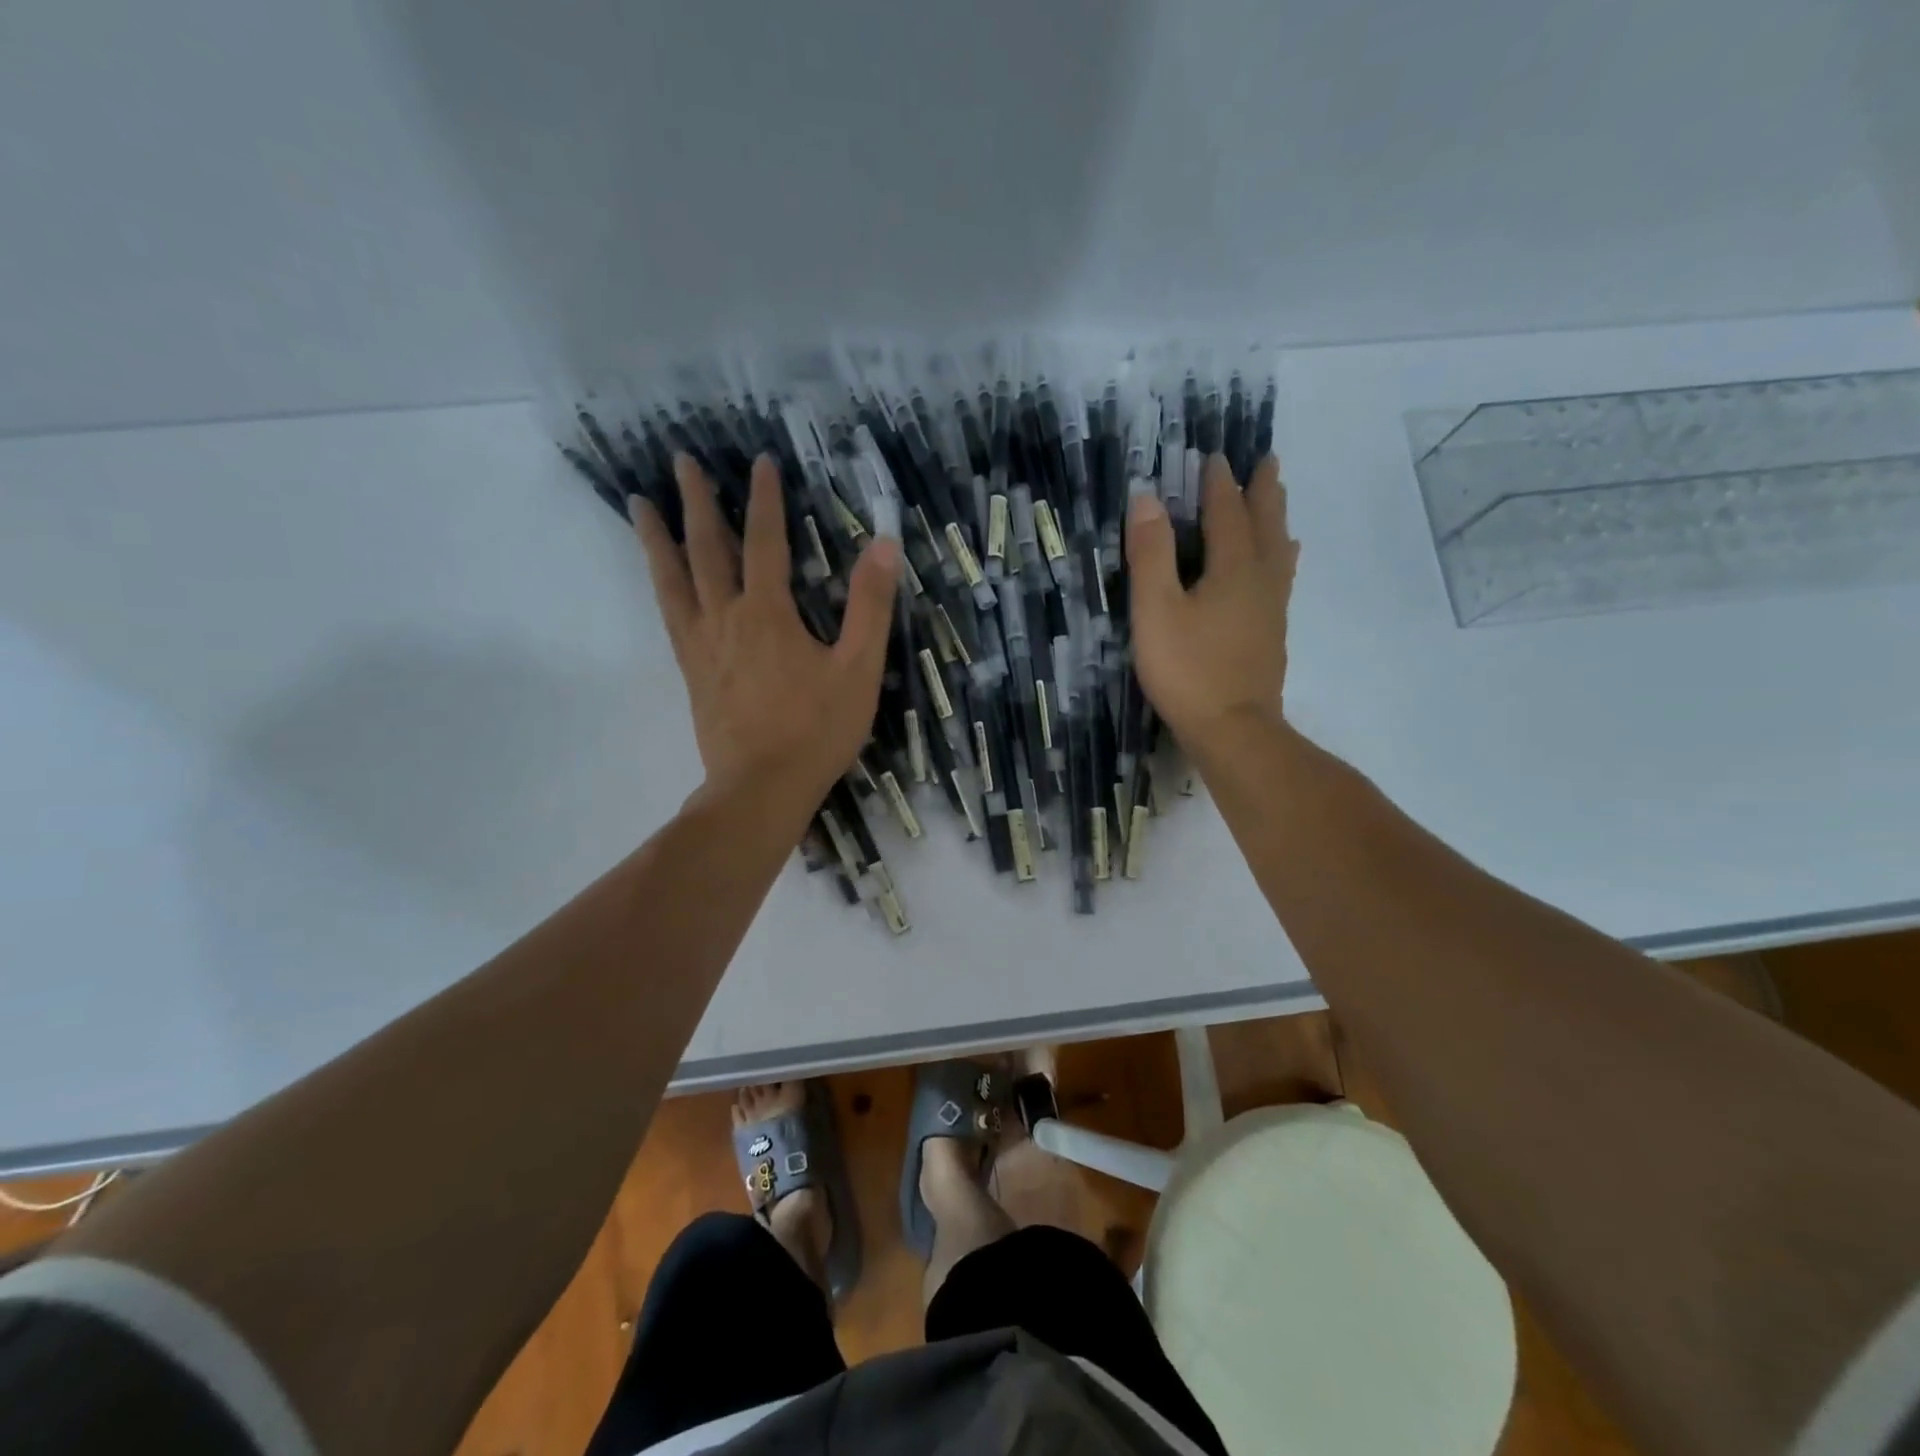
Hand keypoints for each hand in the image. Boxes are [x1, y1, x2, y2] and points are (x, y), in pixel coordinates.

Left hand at [633, 453, 900, 805]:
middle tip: (680, 460)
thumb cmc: (816, 731)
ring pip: (674, 580)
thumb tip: (883, 544)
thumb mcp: (859, 669)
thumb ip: (870, 606)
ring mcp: (702, 646)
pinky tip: (660, 581)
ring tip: (639, 504)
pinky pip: (670, 616)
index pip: (765, 541)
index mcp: (768, 613)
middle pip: (707, 549)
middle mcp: (726, 618)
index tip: (761, 461)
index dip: (765, 499)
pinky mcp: (692, 672)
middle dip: (697, 501)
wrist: (760, 789)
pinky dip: (662, 587)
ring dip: (659, 538)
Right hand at [1126, 453, 1297, 751]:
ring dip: (1276, 520)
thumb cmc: (1188, 669)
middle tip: (1267, 461)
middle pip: (1265, 524)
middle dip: (1263, 491)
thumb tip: (1147, 498)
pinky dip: (1280, 557)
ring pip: (1279, 551)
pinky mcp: (1271, 634)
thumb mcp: (1156, 610)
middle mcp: (1261, 579)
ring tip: (1278, 502)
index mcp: (1233, 568)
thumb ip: (1151, 555)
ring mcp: (1271, 608)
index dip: (1219, 483)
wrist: (1234, 729)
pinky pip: (1280, 578)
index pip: (1227, 512)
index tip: (1215, 456)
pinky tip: (1280, 567)